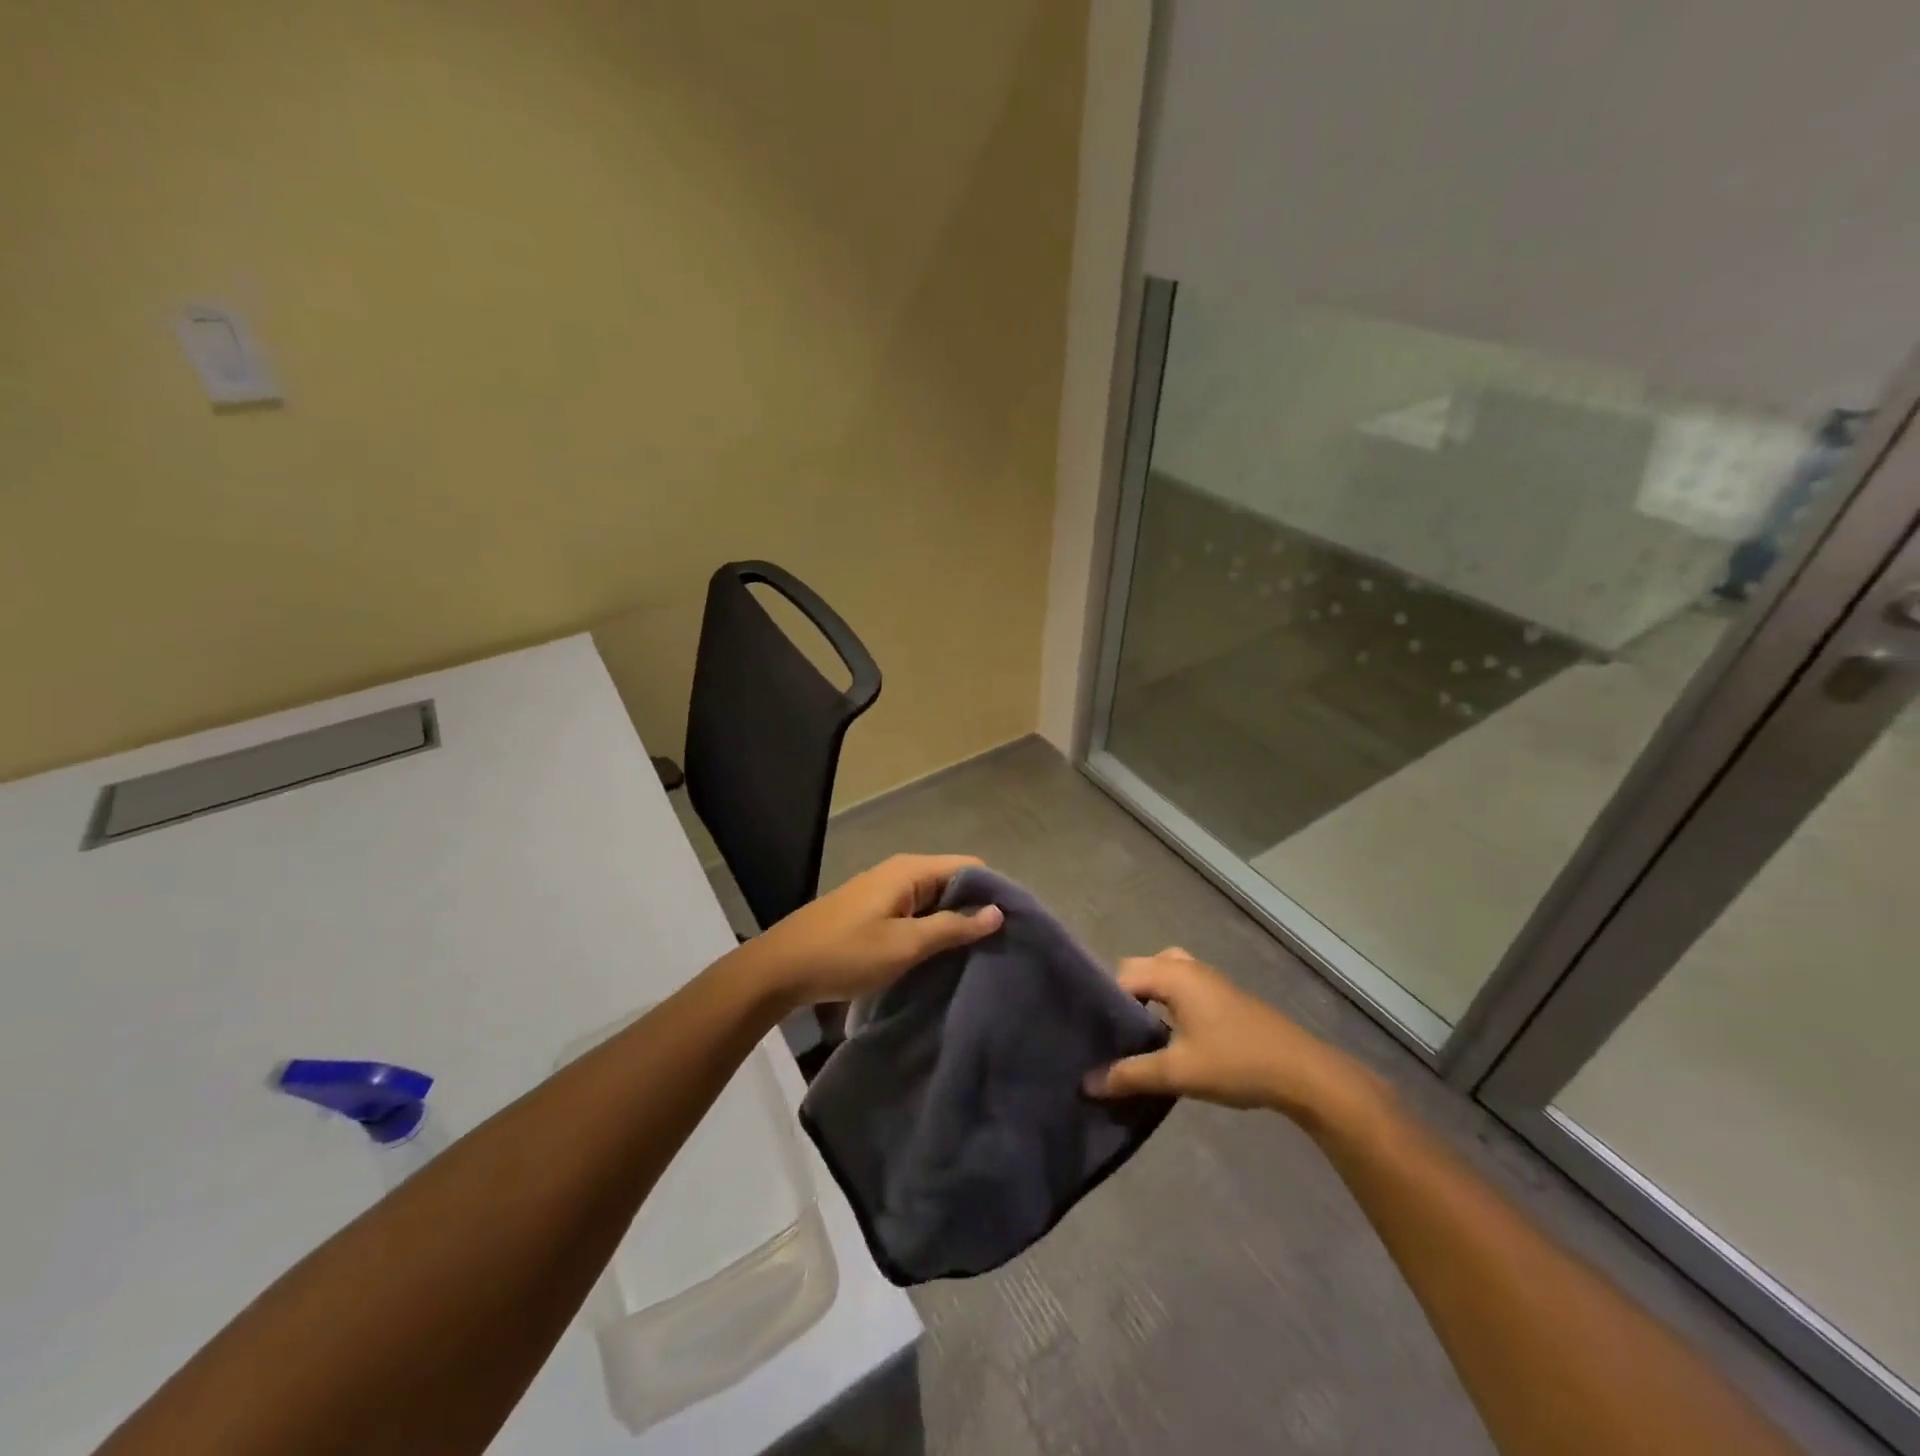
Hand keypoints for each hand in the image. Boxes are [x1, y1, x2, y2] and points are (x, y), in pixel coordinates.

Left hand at [736, 854, 1003, 1008]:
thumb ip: (952, 927)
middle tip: (1000, 945)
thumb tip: (997, 911)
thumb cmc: (845, 954)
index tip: (1014, 925)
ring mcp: (885, 891)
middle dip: (976, 909)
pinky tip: (942, 956)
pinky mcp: (875, 911)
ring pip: (935, 899)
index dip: (994, 891)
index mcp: (910, 871)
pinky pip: (916, 912)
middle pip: (953, 882)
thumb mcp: (904, 945)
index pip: (970, 867)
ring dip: (954, 922)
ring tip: (979, 955)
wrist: (781, 969)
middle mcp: (901, 872)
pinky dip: (932, 929)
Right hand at [1084, 949, 1385, 1125]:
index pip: (1119, 975)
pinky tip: (1165, 1037)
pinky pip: (1179, 986)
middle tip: (1110, 1035)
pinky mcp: (1221, 994)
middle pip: (1138, 970)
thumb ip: (1130, 1074)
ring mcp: (1207, 978)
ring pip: (1161, 977)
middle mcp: (1186, 966)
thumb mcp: (1177, 1072)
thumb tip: (1087, 1083)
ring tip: (1134, 1036)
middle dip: (1121, 999)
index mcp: (1172, 973)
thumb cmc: (1235, 1063)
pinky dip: (1165, 1002)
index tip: (1091, 1032)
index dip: (1102, 1001)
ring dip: (1145, 1000)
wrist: (1302, 1073)